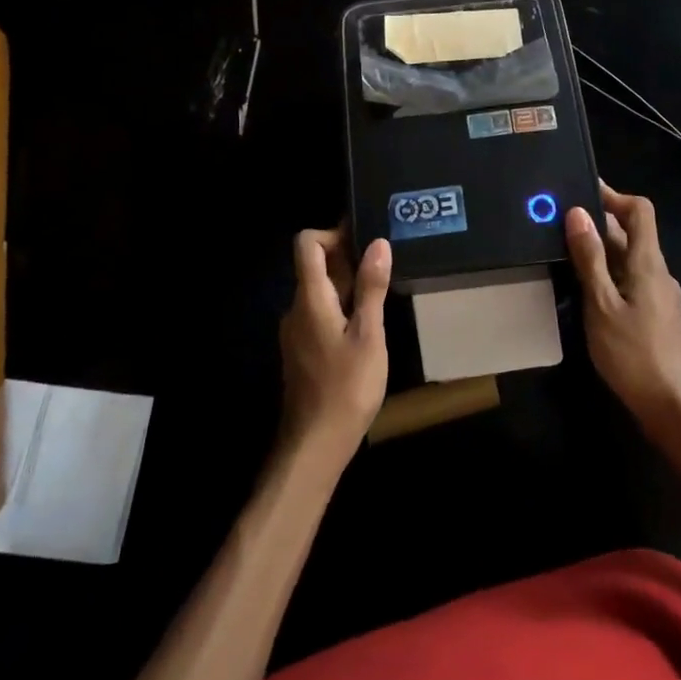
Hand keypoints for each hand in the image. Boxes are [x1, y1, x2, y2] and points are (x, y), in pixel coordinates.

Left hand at [279, 227, 391, 472]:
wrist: (315, 445)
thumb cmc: (346, 387)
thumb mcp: (369, 335)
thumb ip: (372, 288)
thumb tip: (378, 243)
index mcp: (310, 298)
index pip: (306, 244)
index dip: (332, 234)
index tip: (363, 241)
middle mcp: (296, 308)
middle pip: (314, 266)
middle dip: (347, 259)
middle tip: (383, 266)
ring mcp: (296, 332)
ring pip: (320, 292)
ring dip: (347, 285)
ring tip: (381, 293)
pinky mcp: (302, 351)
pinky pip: (320, 314)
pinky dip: (341, 308)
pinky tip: (367, 326)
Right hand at [565, 185, 680, 435]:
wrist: (673, 409)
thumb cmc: (634, 354)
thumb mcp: (602, 304)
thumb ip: (590, 259)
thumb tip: (577, 212)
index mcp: (648, 263)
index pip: (640, 211)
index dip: (614, 196)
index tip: (582, 191)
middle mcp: (657, 272)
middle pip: (632, 233)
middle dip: (598, 222)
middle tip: (560, 220)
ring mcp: (659, 295)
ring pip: (628, 258)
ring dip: (600, 248)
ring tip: (564, 249)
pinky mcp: (655, 315)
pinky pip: (629, 279)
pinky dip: (607, 272)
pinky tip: (584, 286)